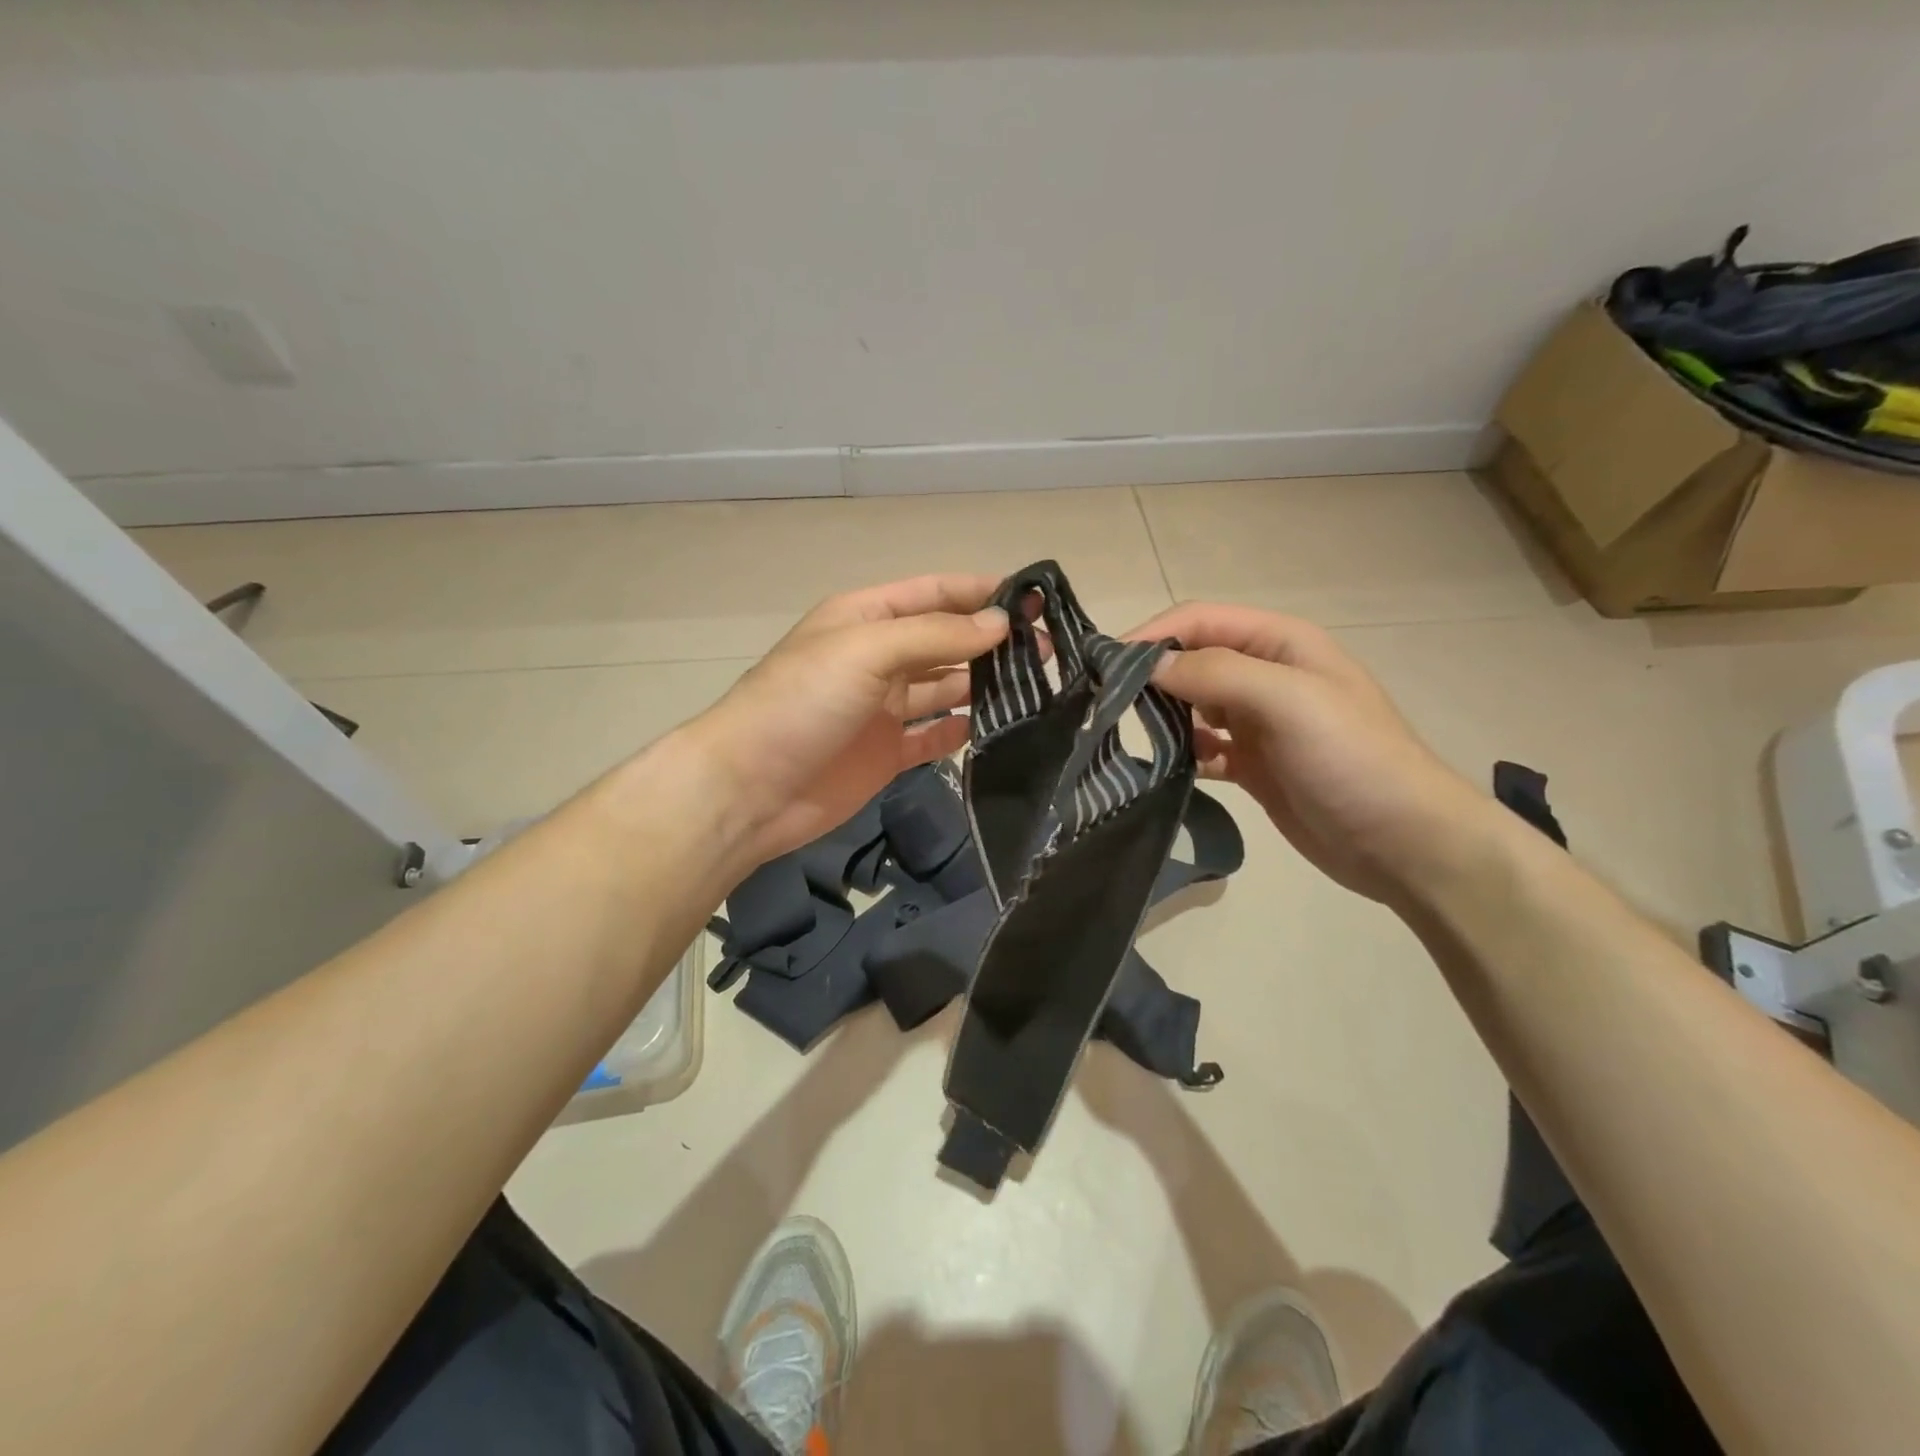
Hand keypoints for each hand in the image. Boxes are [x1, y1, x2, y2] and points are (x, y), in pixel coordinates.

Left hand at [687, 575, 1009, 870]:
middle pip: (945, 641)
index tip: (1034, 598)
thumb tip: (1000, 623)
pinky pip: (934, 735)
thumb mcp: (867, 650)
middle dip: (992, 641)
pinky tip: (998, 728)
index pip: (933, 593)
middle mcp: (878, 658)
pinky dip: (962, 730)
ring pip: (945, 688)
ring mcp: (883, 708)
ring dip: (984, 685)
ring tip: (1038, 686)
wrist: (751, 788)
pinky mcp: (887, 753)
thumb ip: (936, 635)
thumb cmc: (803, 701)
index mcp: (866, 618)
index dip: (980, 592)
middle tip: (1046, 650)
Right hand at [1128, 603, 1492, 903]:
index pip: (1200, 621)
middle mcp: (1266, 675)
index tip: (1105, 664)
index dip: (1153, 635)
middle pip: (1192, 661)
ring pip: (1193, 705)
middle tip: (1108, 703)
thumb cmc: (1351, 758)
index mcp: (1280, 643)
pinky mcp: (1253, 764)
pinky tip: (1168, 768)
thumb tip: (1147, 666)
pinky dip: (1182, 752)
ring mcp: (1259, 723)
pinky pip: (1203, 747)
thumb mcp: (1287, 700)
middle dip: (1151, 675)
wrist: (1403, 842)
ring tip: (1130, 735)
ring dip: (1163, 715)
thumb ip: (1215, 674)